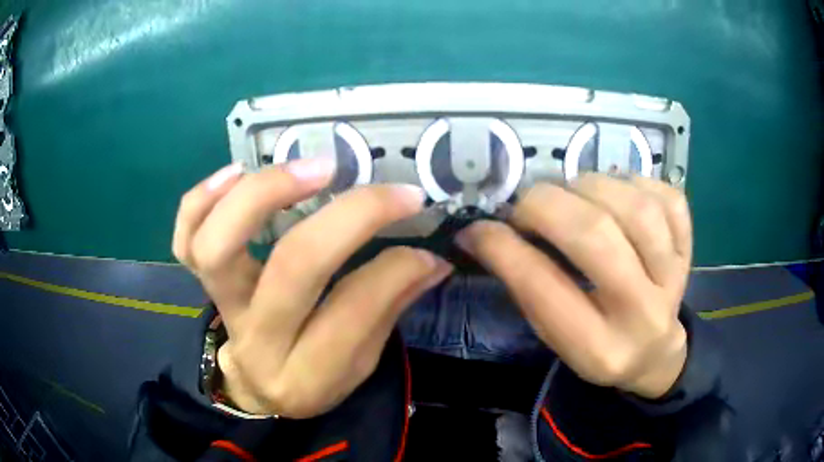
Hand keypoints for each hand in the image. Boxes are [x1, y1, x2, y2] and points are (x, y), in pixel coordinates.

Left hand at [173, 159, 452, 416]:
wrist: (257, 386)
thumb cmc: (313, 376)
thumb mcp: (359, 362)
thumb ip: (389, 307)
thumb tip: (430, 259)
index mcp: (308, 375)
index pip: (355, 310)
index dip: (397, 263)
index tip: (419, 228)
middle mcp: (258, 343)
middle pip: (292, 268)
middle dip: (349, 217)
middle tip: (387, 189)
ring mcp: (221, 309)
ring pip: (218, 246)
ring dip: (265, 193)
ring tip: (312, 169)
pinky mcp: (200, 284)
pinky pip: (184, 238)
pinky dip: (201, 199)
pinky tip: (236, 172)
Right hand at [456, 174, 690, 398]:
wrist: (656, 352)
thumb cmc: (599, 348)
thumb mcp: (557, 337)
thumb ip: (528, 287)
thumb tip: (486, 232)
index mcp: (598, 349)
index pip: (544, 290)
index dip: (503, 248)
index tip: (478, 229)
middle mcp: (642, 314)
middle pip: (596, 236)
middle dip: (547, 206)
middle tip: (526, 204)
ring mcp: (674, 278)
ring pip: (636, 208)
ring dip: (591, 187)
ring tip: (573, 194)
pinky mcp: (689, 249)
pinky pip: (667, 198)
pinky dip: (636, 184)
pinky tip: (618, 196)